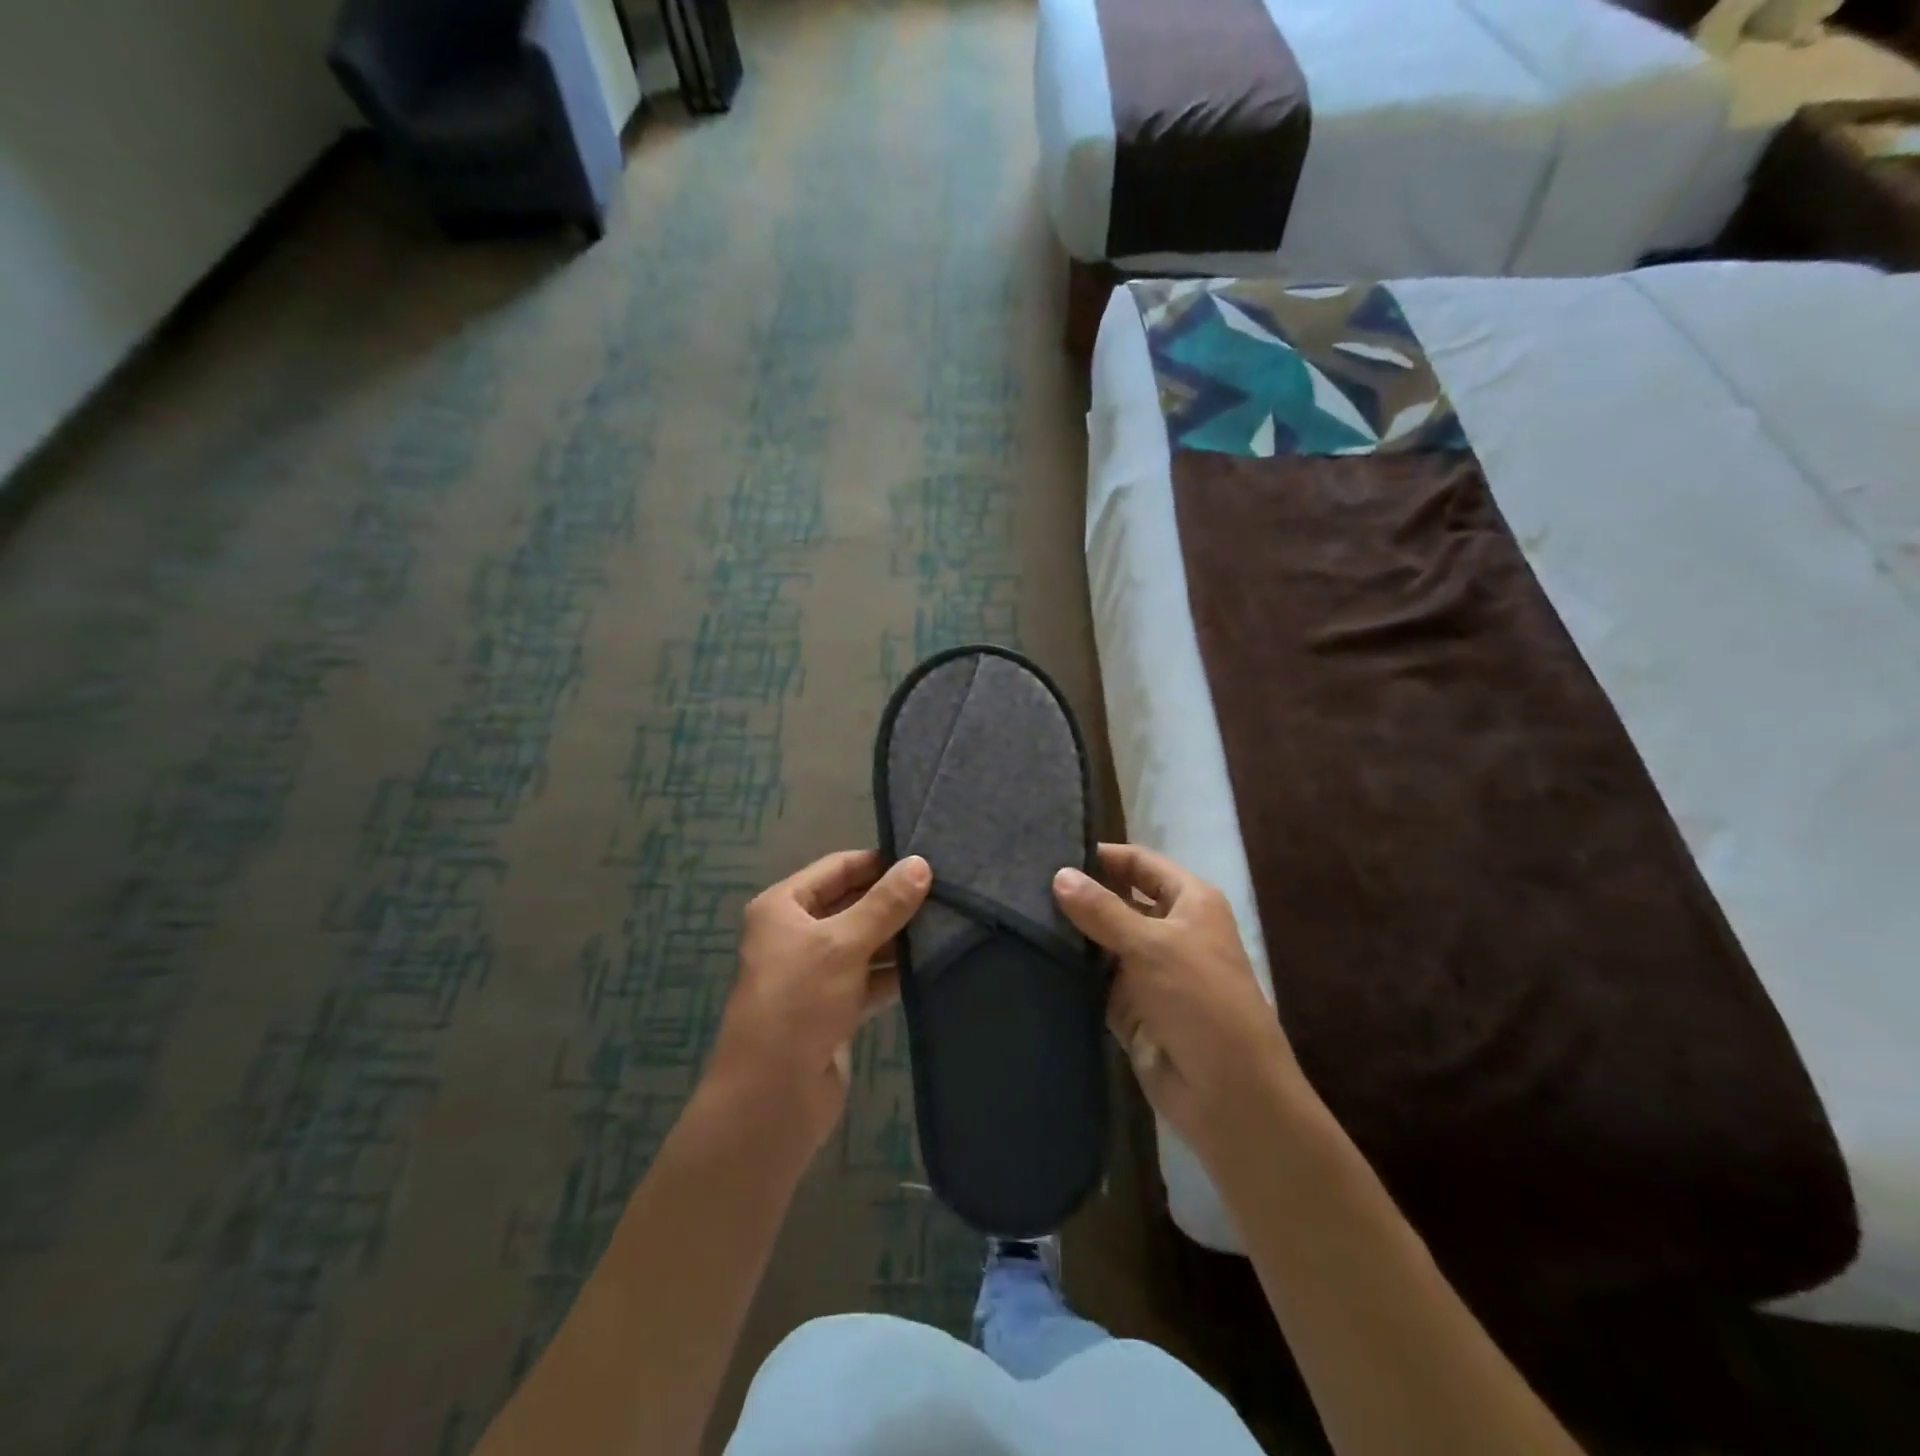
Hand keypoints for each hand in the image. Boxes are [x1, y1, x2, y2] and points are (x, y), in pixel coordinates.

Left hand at [707, 850, 930, 1152]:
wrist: (773, 1096)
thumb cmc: (799, 1002)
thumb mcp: (842, 944)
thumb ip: (885, 904)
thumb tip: (921, 864)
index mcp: (783, 907)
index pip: (838, 868)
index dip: (878, 863)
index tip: (925, 860)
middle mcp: (796, 934)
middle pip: (852, 904)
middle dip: (894, 901)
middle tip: (946, 891)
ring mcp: (816, 973)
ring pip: (864, 942)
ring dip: (899, 937)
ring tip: (948, 922)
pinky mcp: (834, 1007)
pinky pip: (869, 977)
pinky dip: (895, 971)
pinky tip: (932, 963)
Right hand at [1053, 844, 1311, 1163]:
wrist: (1228, 1093)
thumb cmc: (1200, 1001)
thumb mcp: (1151, 945)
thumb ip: (1102, 909)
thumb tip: (1059, 874)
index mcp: (1189, 902)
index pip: (1139, 862)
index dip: (1101, 855)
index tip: (1050, 852)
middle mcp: (1169, 929)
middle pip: (1117, 899)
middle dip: (1080, 894)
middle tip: (1023, 884)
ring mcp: (1148, 970)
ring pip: (1102, 940)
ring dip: (1071, 933)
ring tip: (1018, 914)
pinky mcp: (1130, 1007)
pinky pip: (1095, 979)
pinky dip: (1072, 971)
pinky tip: (1033, 956)